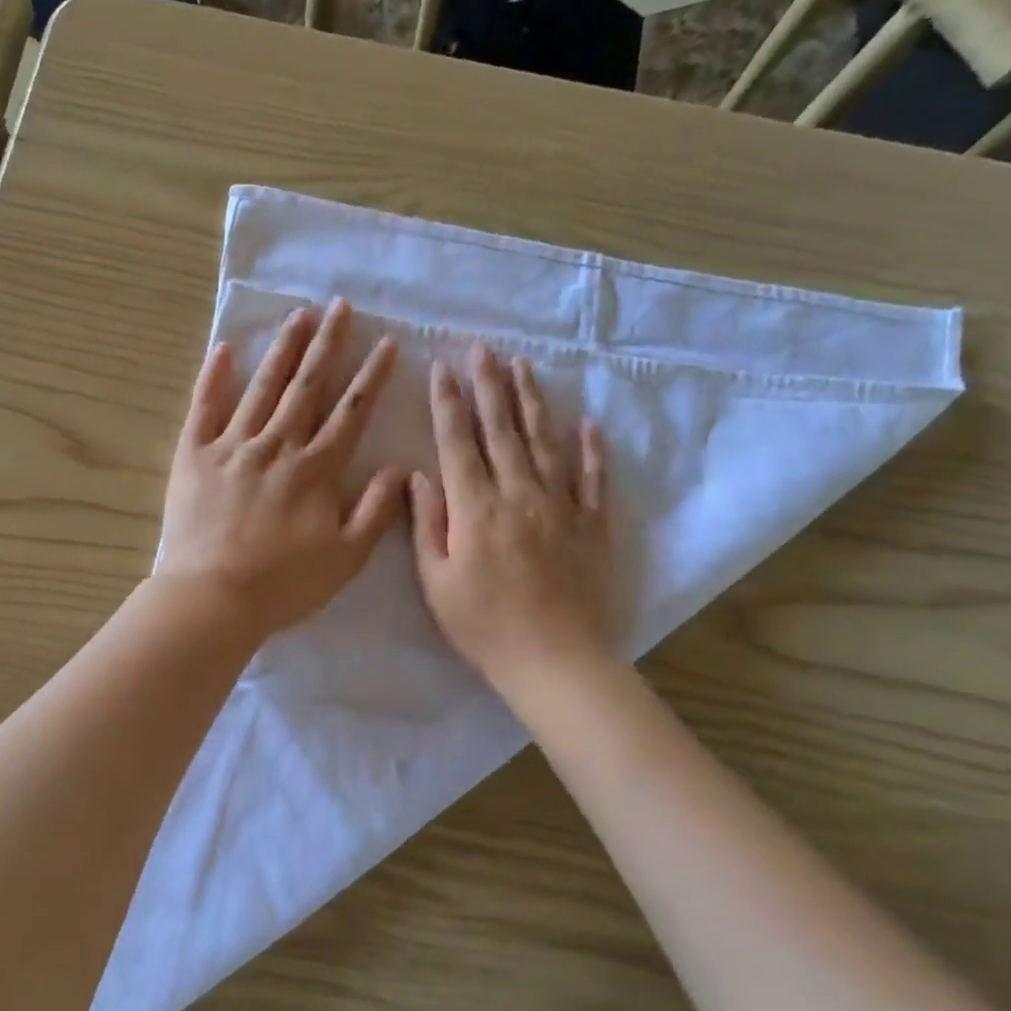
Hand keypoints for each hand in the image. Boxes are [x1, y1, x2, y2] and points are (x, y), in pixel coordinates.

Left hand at [156, 299, 406, 640]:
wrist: (212, 598)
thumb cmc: (284, 584)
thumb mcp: (346, 558)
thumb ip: (376, 510)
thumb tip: (400, 468)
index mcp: (316, 469)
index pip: (351, 412)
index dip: (371, 376)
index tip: (385, 342)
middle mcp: (277, 446)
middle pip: (307, 386)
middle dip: (327, 344)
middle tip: (339, 306)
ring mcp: (232, 446)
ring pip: (263, 388)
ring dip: (282, 349)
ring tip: (298, 315)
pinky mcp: (193, 456)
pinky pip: (204, 408)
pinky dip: (214, 377)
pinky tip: (224, 348)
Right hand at [408, 343, 611, 694]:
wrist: (556, 661)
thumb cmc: (485, 627)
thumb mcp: (437, 583)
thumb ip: (426, 525)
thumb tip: (417, 476)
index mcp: (476, 509)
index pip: (459, 442)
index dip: (448, 403)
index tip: (443, 368)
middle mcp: (519, 494)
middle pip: (502, 430)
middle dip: (489, 386)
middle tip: (483, 349)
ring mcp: (561, 506)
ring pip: (545, 441)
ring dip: (532, 401)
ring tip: (523, 366)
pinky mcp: (592, 524)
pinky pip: (593, 477)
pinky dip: (591, 448)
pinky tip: (588, 422)